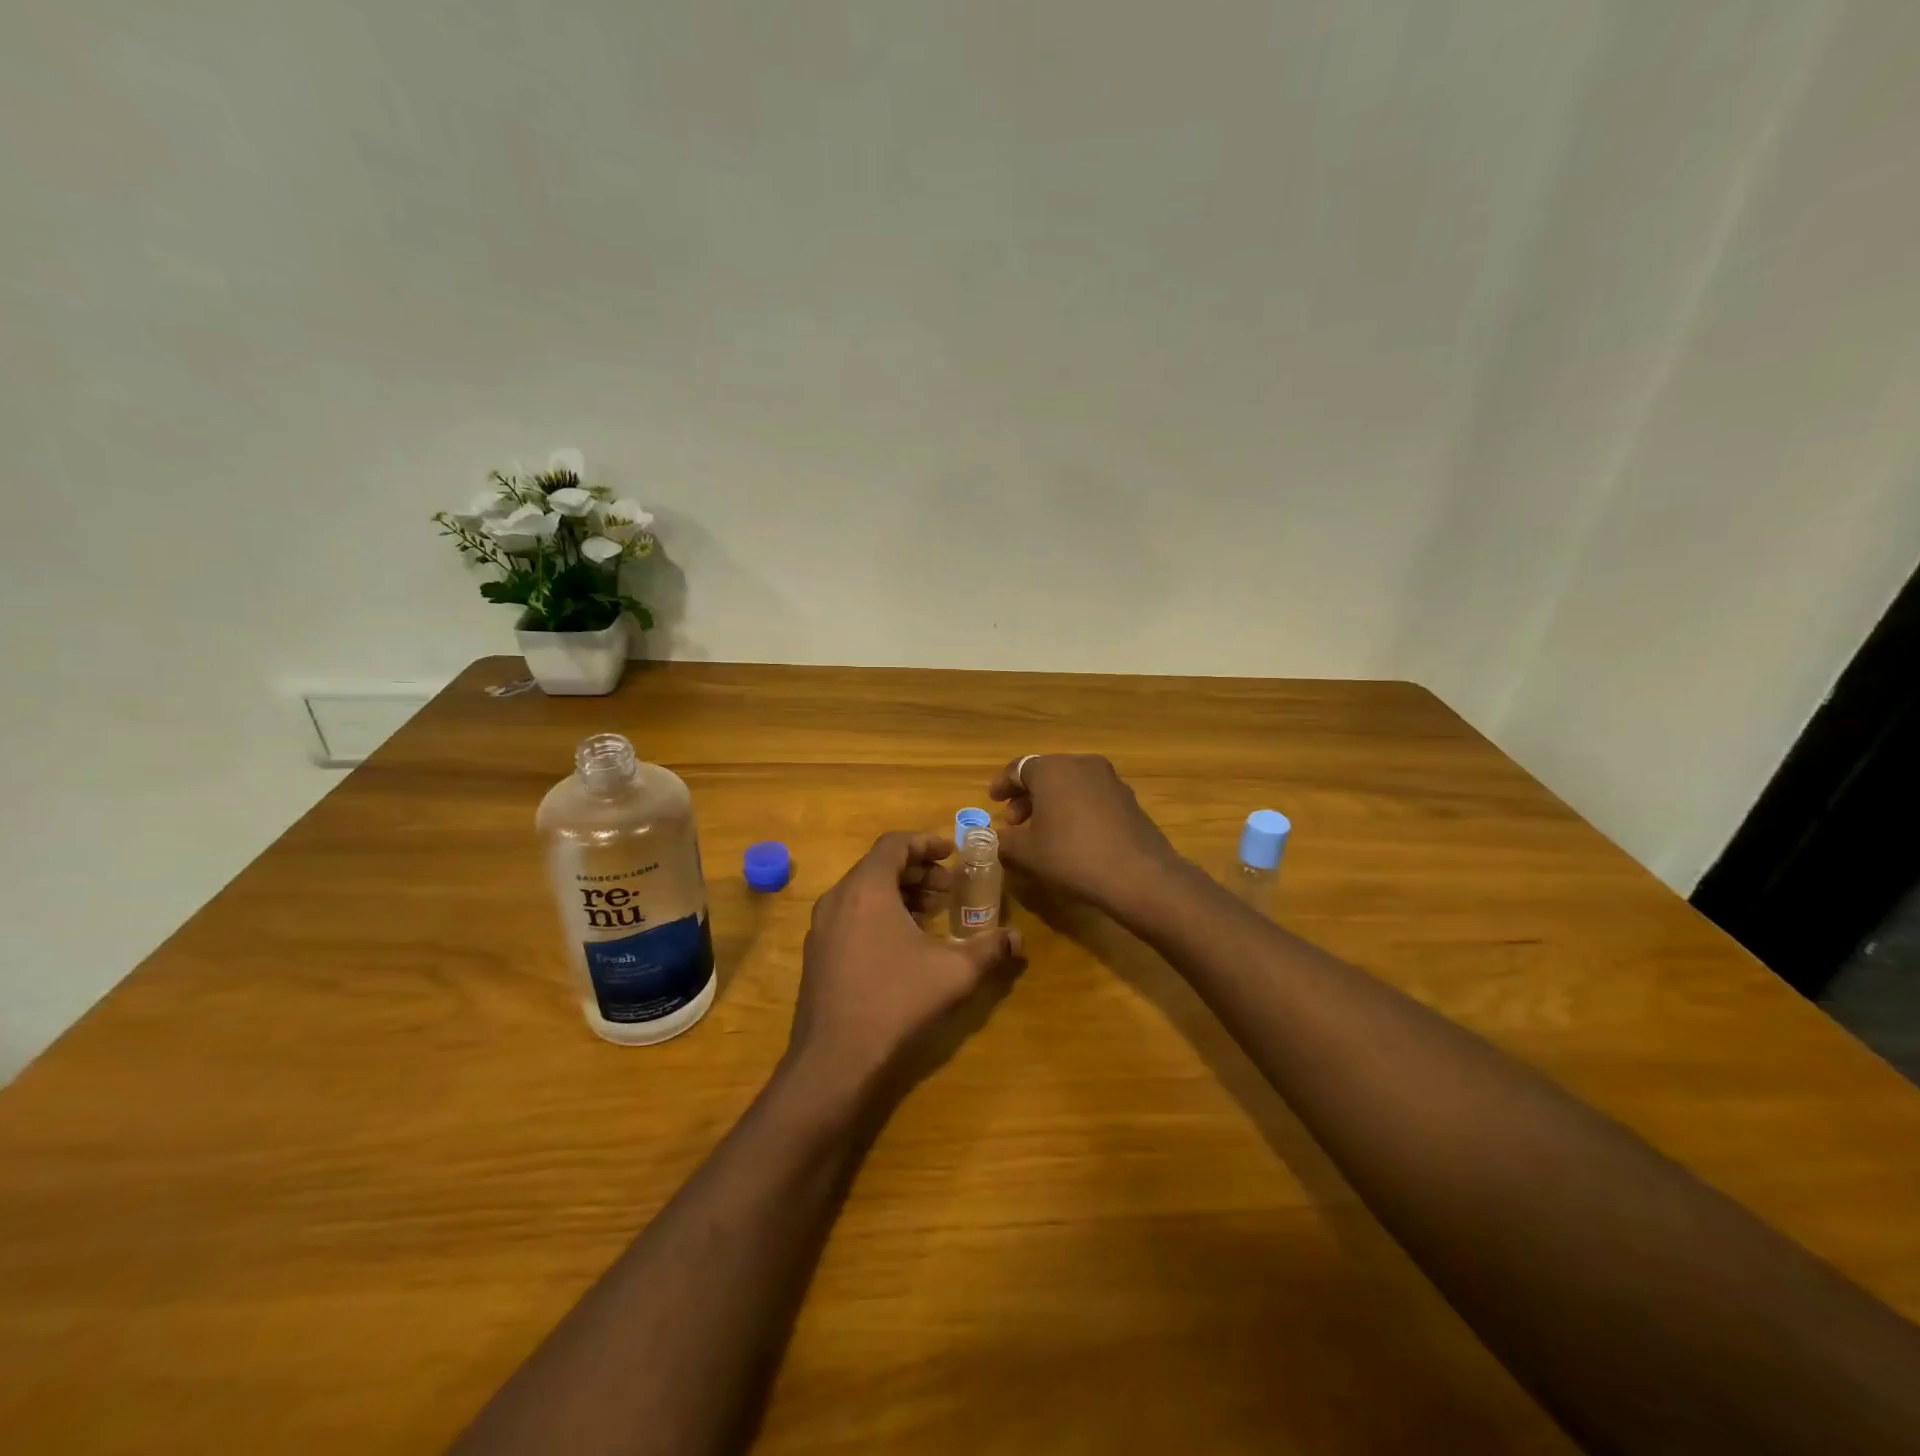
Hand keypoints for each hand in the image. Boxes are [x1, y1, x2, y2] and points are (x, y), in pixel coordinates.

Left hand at [786, 832, 1025, 1099]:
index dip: (926, 842)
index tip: (952, 852)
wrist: (834, 1061)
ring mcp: (822, 928)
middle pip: (879, 866)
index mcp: (866, 888)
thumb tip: (1018, 938)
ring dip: (899, 894)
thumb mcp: (953, 973)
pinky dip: (879, 914)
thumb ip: (989, 948)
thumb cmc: (895, 1002)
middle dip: (917, 871)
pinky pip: (851, 916)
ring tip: (931, 914)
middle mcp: (838, 899)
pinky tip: (903, 944)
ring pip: (863, 892)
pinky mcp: (817, 954)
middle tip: (949, 888)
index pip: (894, 843)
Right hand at [988, 755, 1181, 912]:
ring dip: (1052, 804)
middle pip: (1046, 774)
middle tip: (1015, 822)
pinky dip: (1076, 810)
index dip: (1003, 785)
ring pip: (1071, 785)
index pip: (1018, 768)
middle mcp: (1082, 764)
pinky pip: (1092, 797)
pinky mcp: (1129, 799)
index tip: (993, 801)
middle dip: (1027, 797)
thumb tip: (996, 839)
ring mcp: (1110, 780)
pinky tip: (1073, 837)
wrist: (1138, 874)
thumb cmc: (1072, 856)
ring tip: (1043, 832)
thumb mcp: (1027, 853)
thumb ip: (1005, 842)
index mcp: (1052, 769)